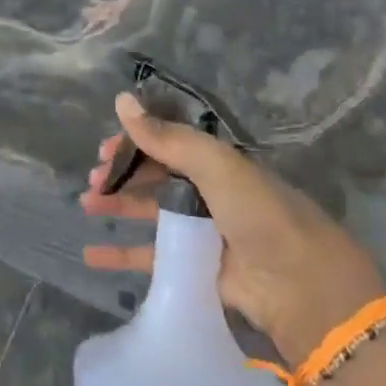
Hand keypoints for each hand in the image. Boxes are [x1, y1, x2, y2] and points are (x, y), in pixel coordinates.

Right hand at [80, 93, 385, 362]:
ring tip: (86, 204)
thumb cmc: (258, 212)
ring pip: (150, 211)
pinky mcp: (195, 268)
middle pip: (156, 176)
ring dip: (118, 205)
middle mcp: (209, 191)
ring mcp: (202, 230)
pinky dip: (122, 254)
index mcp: (217, 161)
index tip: (104, 149)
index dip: (136, 141)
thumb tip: (121, 100)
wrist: (298, 285)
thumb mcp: (214, 165)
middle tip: (92, 180)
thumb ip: (166, 137)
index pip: (168, 141)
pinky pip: (151, 256)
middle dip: (123, 173)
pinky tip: (92, 254)